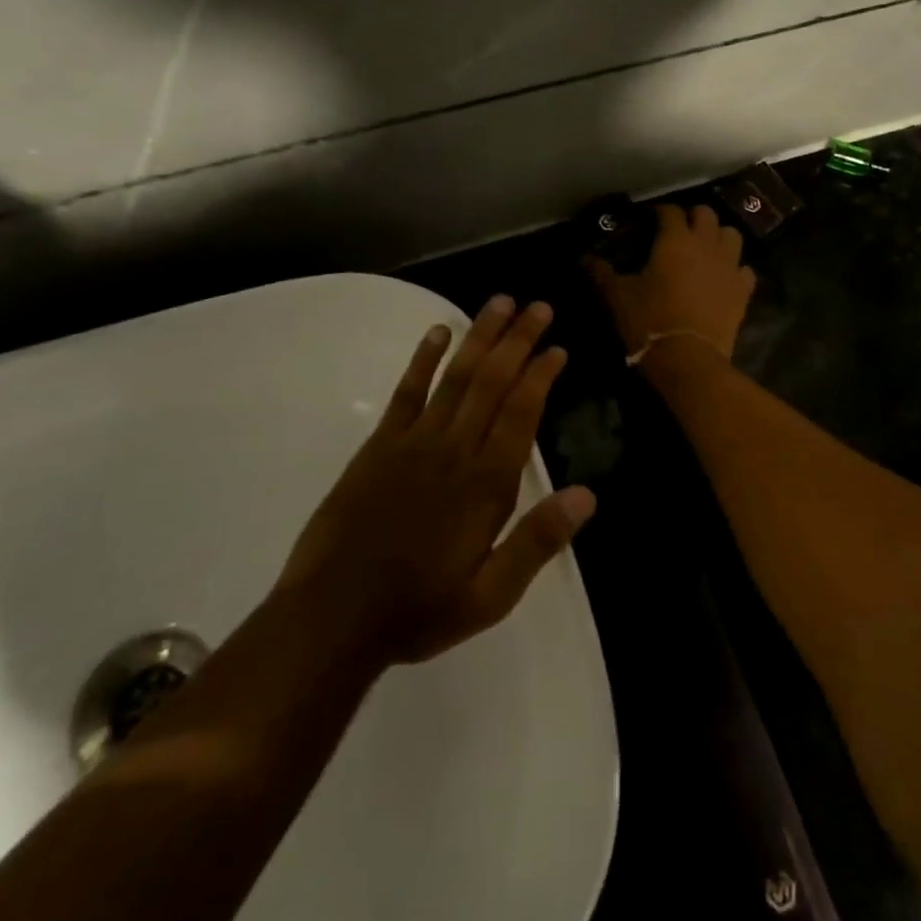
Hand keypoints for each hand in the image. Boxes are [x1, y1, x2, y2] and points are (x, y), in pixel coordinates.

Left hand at [277, 296, 595, 666]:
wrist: (332, 618)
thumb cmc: (419, 609)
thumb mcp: (490, 595)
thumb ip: (538, 542)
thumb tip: (588, 495)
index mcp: (486, 485)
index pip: (521, 413)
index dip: (541, 376)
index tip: (558, 347)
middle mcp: (454, 450)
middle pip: (493, 382)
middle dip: (518, 340)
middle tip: (539, 306)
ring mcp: (414, 442)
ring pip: (456, 376)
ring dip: (480, 336)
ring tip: (500, 302)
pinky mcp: (380, 445)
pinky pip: (406, 392)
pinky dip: (423, 359)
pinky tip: (438, 332)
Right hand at [586, 203, 756, 360]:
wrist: (689, 358)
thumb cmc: (649, 320)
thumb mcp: (618, 297)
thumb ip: (603, 274)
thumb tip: (586, 259)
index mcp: (675, 240)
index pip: (670, 211)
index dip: (659, 212)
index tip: (649, 219)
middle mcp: (706, 244)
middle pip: (706, 214)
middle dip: (693, 217)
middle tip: (679, 230)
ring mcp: (729, 266)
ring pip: (732, 234)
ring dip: (718, 236)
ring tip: (705, 248)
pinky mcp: (743, 290)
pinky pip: (744, 269)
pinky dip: (735, 268)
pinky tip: (724, 277)